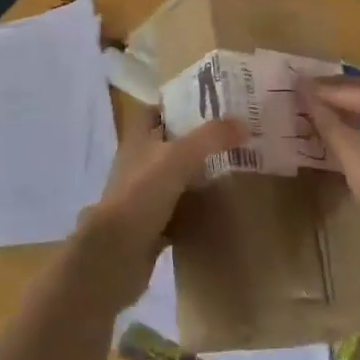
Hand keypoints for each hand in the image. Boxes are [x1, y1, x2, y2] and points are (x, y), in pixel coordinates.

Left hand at [75, 109, 246, 307]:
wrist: (115, 255)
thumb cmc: (141, 194)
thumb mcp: (179, 157)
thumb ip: (211, 137)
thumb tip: (244, 123)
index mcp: (137, 139)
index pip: (154, 111)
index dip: (177, 105)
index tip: (208, 105)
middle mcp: (137, 163)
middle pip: (167, 144)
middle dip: (194, 140)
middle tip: (228, 138)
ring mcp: (141, 196)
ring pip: (172, 178)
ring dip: (195, 175)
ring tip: (230, 170)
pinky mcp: (149, 227)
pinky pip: (176, 212)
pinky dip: (193, 209)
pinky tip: (216, 210)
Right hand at [297, 78, 359, 240]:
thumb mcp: (350, 150)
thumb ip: (327, 121)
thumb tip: (305, 93)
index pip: (353, 91)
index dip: (323, 91)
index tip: (299, 87)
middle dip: (340, 96)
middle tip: (312, 95)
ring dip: (354, 113)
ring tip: (327, 115)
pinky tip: (351, 138)